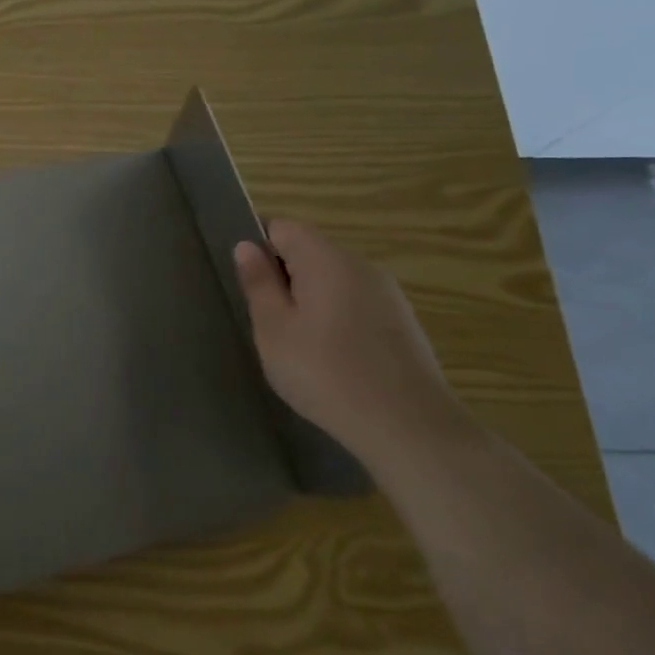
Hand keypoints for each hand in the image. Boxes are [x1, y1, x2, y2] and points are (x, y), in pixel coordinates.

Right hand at [233, 220, 464, 464]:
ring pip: (332, 279)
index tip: (246, 283)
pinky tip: (330, 358)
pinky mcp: (402, 322)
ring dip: (308, 299)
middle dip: (282, 276)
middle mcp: (361, 264)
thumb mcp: (274, 330)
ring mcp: (387, 293)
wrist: (409, 427)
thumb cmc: (326, 373)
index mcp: (326, 258)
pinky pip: (354, 303)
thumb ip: (258, 284)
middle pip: (309, 251)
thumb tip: (246, 246)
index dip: (257, 245)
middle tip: (266, 320)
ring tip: (296, 344)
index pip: (282, 226)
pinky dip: (334, 317)